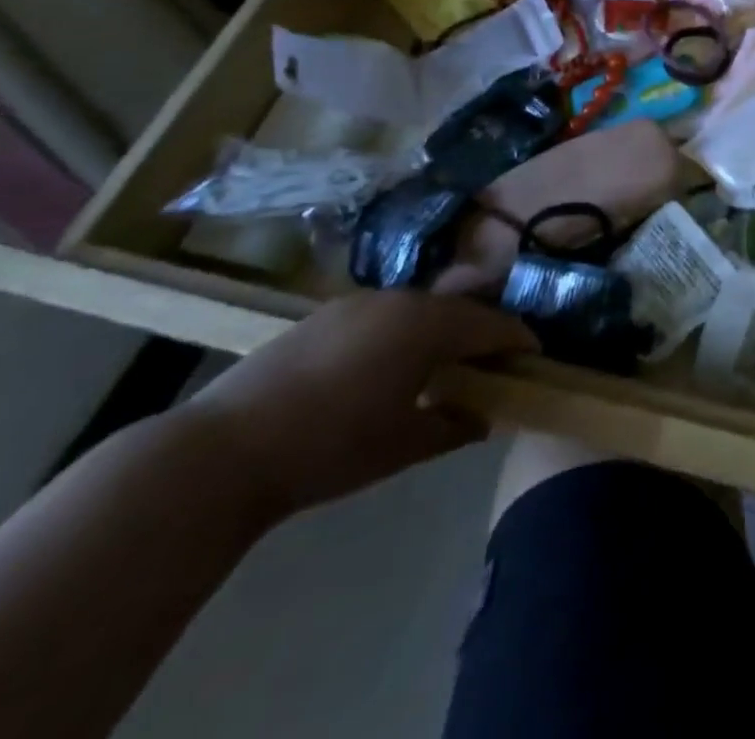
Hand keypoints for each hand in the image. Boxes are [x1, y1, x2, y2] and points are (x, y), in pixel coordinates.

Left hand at [185, 290, 536, 519]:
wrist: (220, 453)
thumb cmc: (329, 449)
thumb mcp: (404, 447)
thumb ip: (456, 426)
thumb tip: (486, 417)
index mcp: (428, 325)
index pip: (493, 323)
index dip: (519, 339)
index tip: (535, 357)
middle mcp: (401, 299)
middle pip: (459, 307)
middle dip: (481, 330)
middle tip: (492, 360)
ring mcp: (359, 302)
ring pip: (421, 307)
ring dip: (440, 329)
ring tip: (441, 362)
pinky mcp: (325, 314)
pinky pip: (385, 313)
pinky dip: (402, 331)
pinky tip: (389, 364)